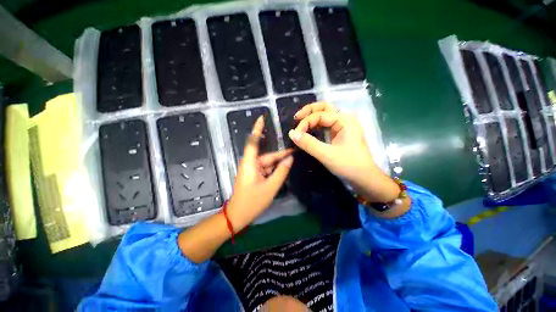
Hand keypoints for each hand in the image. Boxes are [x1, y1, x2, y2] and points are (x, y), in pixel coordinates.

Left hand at [227, 116, 293, 230]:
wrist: (238, 216)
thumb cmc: (253, 201)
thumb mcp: (271, 187)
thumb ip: (281, 171)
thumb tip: (290, 158)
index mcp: (250, 163)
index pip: (253, 141)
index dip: (258, 128)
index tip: (263, 117)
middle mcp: (250, 163)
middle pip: (267, 155)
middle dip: (281, 154)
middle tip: (296, 151)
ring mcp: (252, 169)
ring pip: (268, 163)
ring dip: (279, 163)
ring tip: (292, 159)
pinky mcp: (254, 175)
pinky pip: (266, 169)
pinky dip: (274, 169)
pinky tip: (284, 169)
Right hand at [288, 102, 399, 203]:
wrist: (365, 178)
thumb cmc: (349, 165)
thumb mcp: (326, 155)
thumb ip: (308, 143)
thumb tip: (291, 133)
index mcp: (344, 120)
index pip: (319, 115)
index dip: (305, 123)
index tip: (295, 135)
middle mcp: (345, 119)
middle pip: (324, 108)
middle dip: (309, 111)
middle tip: (296, 118)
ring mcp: (343, 126)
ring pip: (325, 115)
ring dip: (312, 117)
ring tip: (300, 123)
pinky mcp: (341, 134)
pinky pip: (326, 125)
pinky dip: (316, 125)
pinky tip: (309, 130)